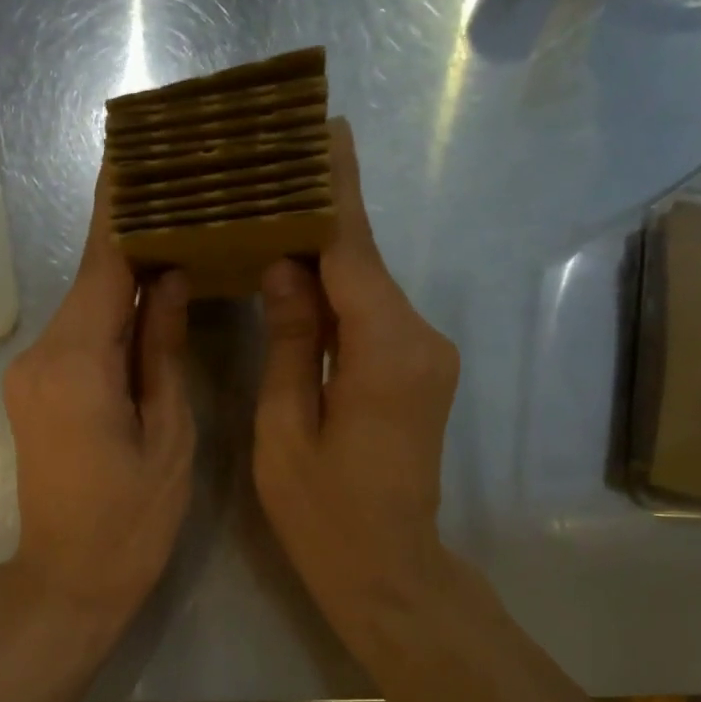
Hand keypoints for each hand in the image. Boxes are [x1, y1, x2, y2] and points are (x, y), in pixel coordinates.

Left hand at [3, 165, 193, 637]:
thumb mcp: (167, 436)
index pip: (101, 265)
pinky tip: (149, 299)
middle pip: (91, 280)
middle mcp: (42, 356)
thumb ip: (162, 351)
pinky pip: (79, 337)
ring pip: (86, 308)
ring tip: (177, 235)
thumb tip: (167, 279)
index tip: (135, 153)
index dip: (119, 208)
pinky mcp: (36, 392)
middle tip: (181, 191)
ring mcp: (32, 374)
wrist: (67, 580)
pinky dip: (112, 314)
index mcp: (76, 364)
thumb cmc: (130, 521)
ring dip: (124, 276)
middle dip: (131, 236)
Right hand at [253, 117, 460, 659]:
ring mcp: (427, 357)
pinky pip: (373, 319)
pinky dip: (338, 296)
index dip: (335, 190)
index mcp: (386, 351)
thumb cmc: (325, 513)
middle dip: (322, 217)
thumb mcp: (287, 429)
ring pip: (367, 290)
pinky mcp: (419, 374)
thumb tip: (285, 266)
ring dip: (326, 258)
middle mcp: (420, 340)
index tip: (323, 130)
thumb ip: (291, 341)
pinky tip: (298, 281)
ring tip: (272, 216)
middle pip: (363, 264)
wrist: (389, 571)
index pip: (354, 251)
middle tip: (272, 171)